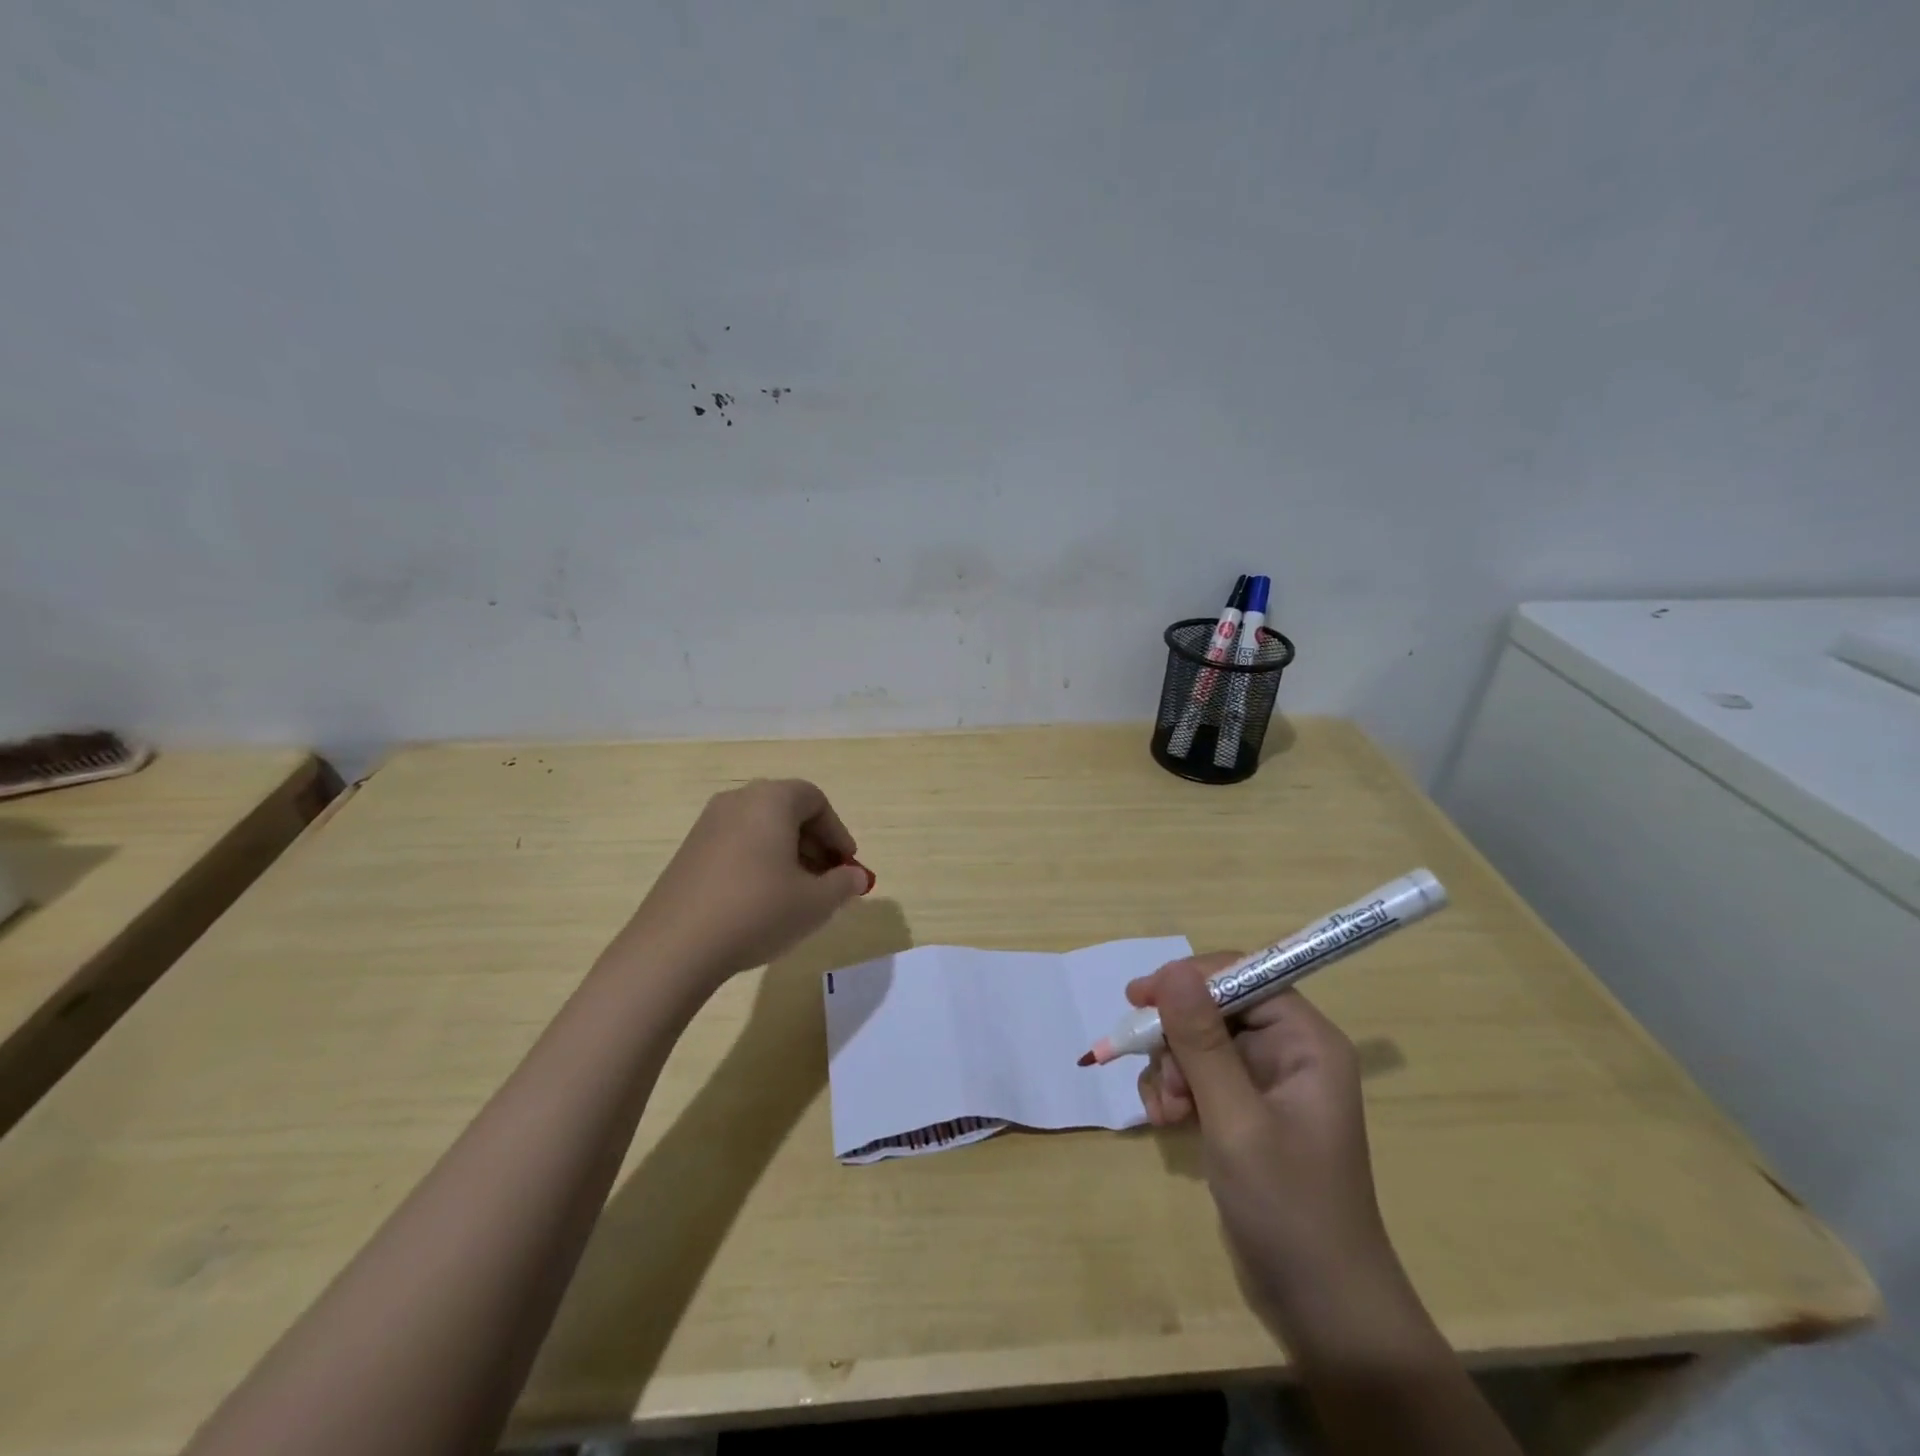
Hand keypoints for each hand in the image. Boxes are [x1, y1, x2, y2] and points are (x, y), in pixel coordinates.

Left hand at [618, 779, 873, 989]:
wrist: (675, 948)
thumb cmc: (757, 911)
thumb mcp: (815, 902)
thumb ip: (843, 884)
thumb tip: (856, 878)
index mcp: (770, 800)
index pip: (815, 800)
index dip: (837, 832)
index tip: (847, 865)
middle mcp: (737, 802)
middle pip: (787, 811)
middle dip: (815, 844)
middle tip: (828, 880)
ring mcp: (707, 826)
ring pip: (761, 829)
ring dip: (788, 855)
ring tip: (798, 895)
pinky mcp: (688, 853)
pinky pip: (737, 845)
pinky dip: (759, 863)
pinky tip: (763, 902)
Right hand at [1132, 956, 1394, 1325]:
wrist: (1321, 1308)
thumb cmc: (1288, 1207)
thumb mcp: (1236, 1119)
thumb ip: (1202, 1041)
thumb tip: (1172, 969)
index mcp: (1305, 1042)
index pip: (1244, 976)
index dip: (1190, 979)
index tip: (1140, 997)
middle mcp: (1288, 1052)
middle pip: (1214, 1009)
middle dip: (1177, 1040)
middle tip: (1162, 1083)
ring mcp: (1265, 1084)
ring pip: (1198, 1042)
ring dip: (1171, 1070)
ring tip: (1166, 1113)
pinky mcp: (1244, 1112)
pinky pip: (1197, 1076)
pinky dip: (1175, 1092)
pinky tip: (1166, 1122)